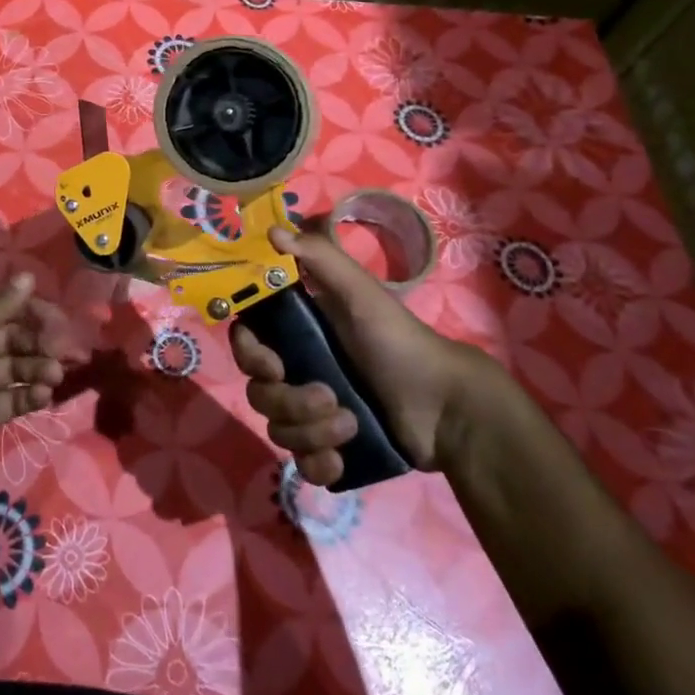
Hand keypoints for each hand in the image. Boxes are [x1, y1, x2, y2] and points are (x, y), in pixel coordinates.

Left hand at [0, 272, 78, 500]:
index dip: (31, 309)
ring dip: (38, 369)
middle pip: (13, 337)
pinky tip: (43, 397)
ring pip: (16, 368)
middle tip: (65, 354)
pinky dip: (29, 396)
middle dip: (40, 343)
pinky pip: (12, 398)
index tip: (59, 321)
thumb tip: (29, 277)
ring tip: (54, 378)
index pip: (2, 305)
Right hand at [230, 222, 495, 485]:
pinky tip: (340, 460)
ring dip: (311, 432)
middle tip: (329, 397)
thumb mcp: (361, 294)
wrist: (447, 408)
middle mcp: (297, 370)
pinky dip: (317, 464)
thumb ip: (319, 258)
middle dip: (290, 402)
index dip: (249, 355)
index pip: (247, 342)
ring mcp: (312, 412)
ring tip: (350, 425)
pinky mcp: (329, 448)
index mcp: (297, 333)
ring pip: (278, 429)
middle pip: (258, 391)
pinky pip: (301, 463)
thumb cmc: (400, 342)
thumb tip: (272, 230)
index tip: (273, 364)